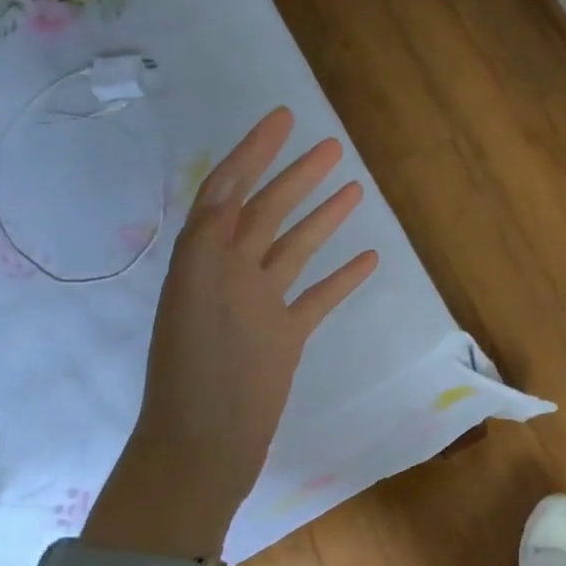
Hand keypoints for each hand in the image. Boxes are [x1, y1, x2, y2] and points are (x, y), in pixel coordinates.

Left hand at [88, 107, 377, 556]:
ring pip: (295, 249)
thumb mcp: (197, 296)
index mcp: (205, 260)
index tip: (284, 119)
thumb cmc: (199, 373)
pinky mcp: (284, 336)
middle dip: (296, 176)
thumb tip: (229, 183)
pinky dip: (340, 277)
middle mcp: (231, 274)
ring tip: (354, 189)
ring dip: (322, 218)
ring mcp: (260, 305)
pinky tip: (368, 259)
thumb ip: (211, 238)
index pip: (229, 190)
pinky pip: (316, 297)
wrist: (205, 447)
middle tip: (332, 146)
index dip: (254, 152)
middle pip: (268, 212)